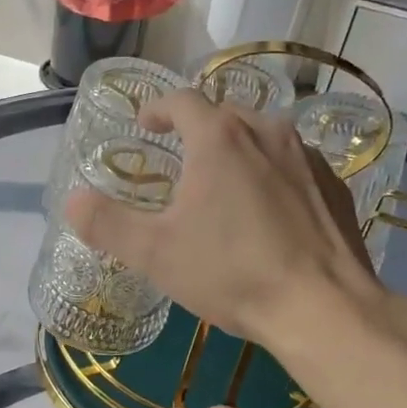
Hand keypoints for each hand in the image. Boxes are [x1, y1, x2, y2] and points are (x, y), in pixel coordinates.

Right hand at [64, 90, 375, 345]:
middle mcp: (267, 132)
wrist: (322, 307)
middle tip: (181, 156)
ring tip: (224, 181)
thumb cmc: (232, 273)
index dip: (158, 108)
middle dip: (198, 128)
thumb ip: (108, 223)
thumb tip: (72, 201)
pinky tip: (269, 211)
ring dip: (238, 149)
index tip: (146, 124)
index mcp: (220, 138)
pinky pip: (293, 164)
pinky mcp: (334, 185)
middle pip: (224, 114)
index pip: (182, 100)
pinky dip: (273, 174)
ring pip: (263, 136)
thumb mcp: (155, 253)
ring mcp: (307, 157)